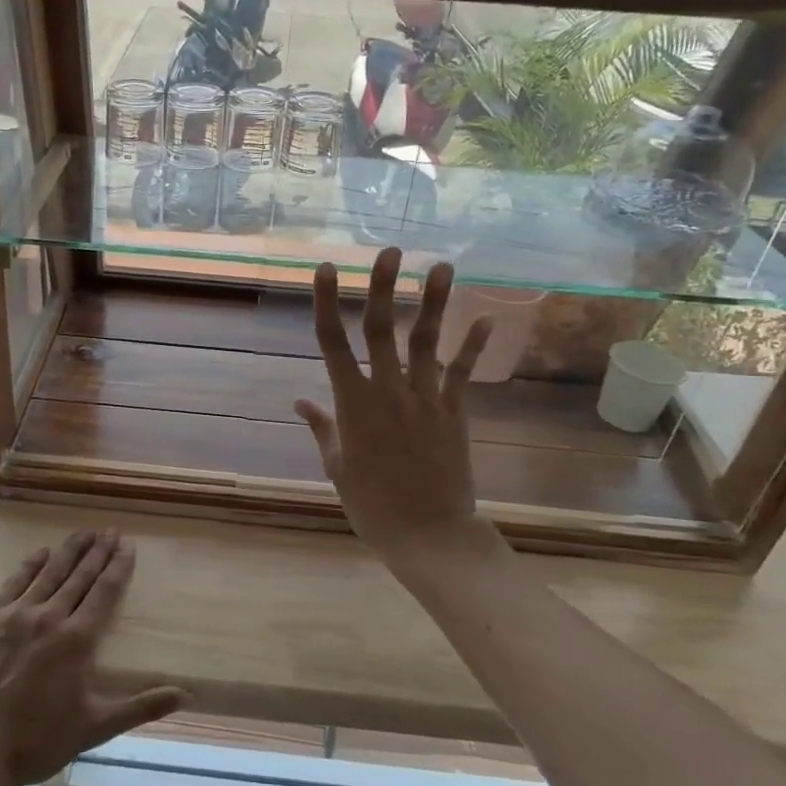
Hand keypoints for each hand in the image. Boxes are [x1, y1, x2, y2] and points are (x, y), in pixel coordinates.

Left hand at [0, 530, 187, 785]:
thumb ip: (141, 707)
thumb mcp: (95, 727)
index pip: (104, 591)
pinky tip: (42, 553)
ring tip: (84, 533)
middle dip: (98, 551)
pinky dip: (31, 565)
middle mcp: (49, 616)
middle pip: (79, 575)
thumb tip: (187, 696)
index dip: (118, 566)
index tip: (128, 545)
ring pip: (49, 572)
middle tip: (110, 531)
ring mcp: (15, 614)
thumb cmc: (37, 741)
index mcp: (78, 639)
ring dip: (69, 551)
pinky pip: (14, 582)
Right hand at [294, 249, 499, 568]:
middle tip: (389, 250)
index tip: (326, 269)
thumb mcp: (337, 467)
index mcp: (353, 403)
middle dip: (383, 287)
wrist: (429, 535)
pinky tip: (485, 316)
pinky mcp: (454, 412)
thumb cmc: (372, 505)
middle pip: (382, 329)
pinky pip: (463, 373)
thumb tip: (300, 401)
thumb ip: (322, 428)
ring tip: (441, 266)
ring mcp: (425, 398)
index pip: (333, 342)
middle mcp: (388, 390)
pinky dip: (474, 346)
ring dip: (433, 302)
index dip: (328, 302)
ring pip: (426, 341)